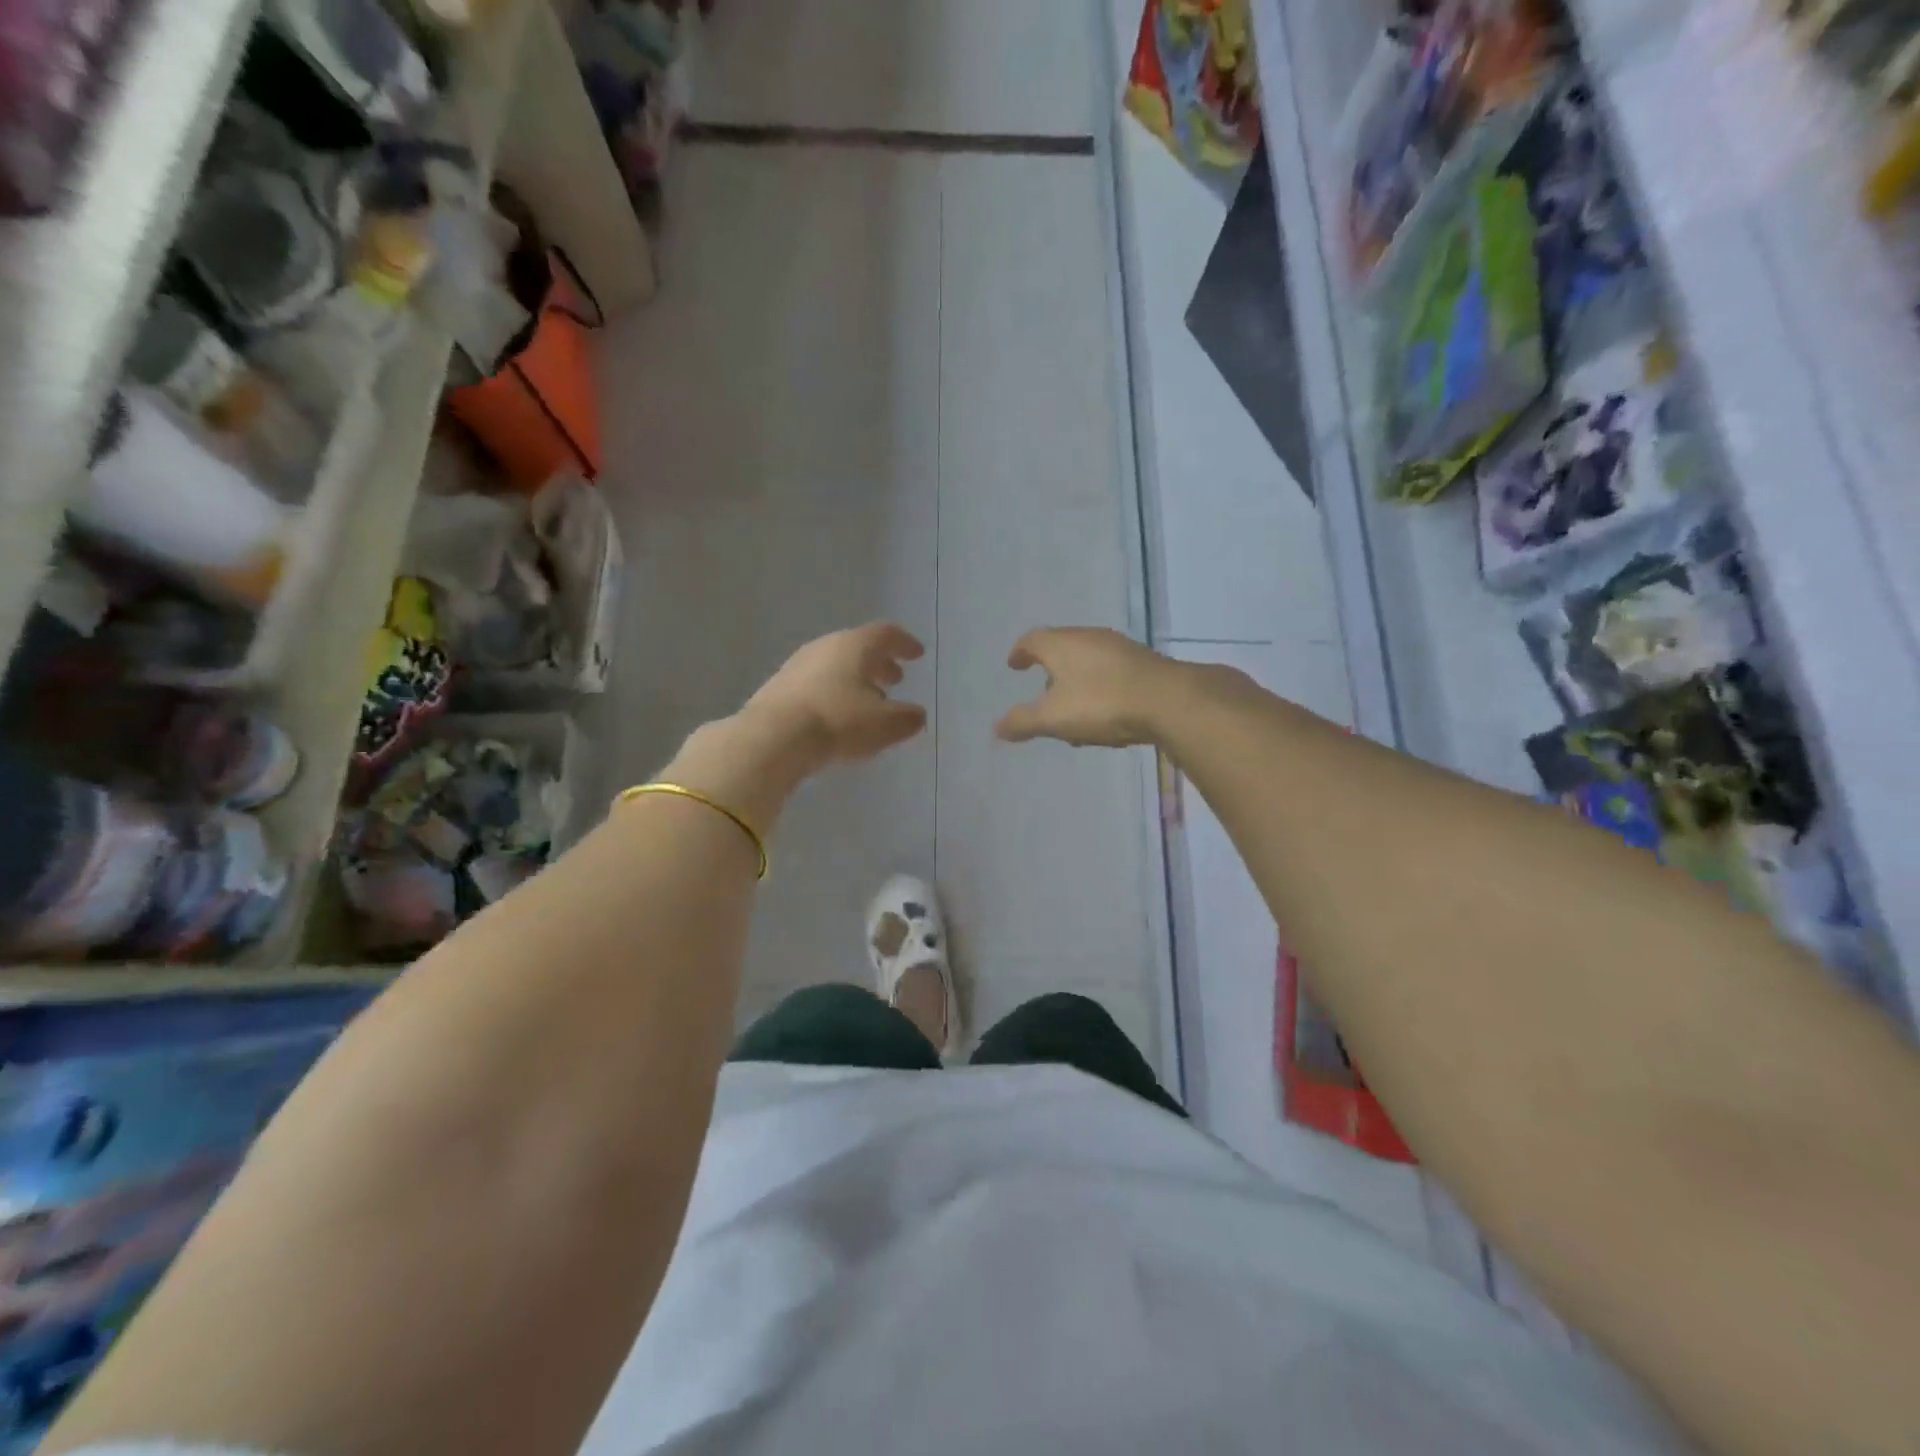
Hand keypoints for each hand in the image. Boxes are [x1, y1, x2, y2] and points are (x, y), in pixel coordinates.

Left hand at [741, 622, 928, 768]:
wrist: (773, 738)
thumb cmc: (838, 722)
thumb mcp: (885, 725)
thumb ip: (907, 718)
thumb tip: (916, 715)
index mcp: (855, 645)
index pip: (886, 634)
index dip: (904, 643)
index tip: (917, 654)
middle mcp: (825, 646)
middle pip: (858, 647)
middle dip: (879, 663)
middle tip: (894, 679)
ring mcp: (798, 665)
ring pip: (835, 665)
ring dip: (856, 679)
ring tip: (868, 701)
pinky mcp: (778, 687)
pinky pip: (816, 683)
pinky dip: (834, 692)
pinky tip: (837, 715)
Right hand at [996, 627, 1179, 747]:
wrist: (1169, 701)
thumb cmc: (1101, 703)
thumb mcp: (1053, 718)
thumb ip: (1023, 722)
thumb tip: (996, 727)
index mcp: (1062, 644)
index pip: (1032, 640)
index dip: (1020, 652)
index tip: (1014, 665)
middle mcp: (1089, 637)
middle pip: (1061, 647)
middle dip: (1050, 669)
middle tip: (1042, 692)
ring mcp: (1119, 648)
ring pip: (1087, 661)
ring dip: (1076, 682)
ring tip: (1073, 711)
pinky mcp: (1142, 663)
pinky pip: (1110, 672)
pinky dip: (1098, 688)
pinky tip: (1104, 713)